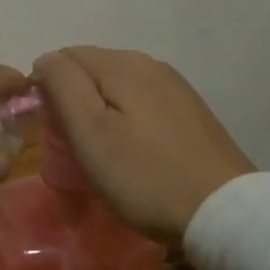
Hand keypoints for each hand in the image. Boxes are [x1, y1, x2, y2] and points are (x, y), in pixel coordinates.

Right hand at [32, 47, 254, 242]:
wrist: (223, 212)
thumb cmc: (146, 176)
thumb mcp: (91, 132)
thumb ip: (63, 86)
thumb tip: (45, 59)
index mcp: (123, 64)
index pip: (65, 57)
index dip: (47, 89)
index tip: (51, 130)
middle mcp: (150, 63)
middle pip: (92, 69)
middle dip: (73, 99)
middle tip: (74, 146)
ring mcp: (174, 86)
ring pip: (116, 86)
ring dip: (99, 110)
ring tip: (101, 152)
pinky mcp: (189, 110)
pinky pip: (141, 102)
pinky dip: (125, 119)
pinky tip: (132, 151)